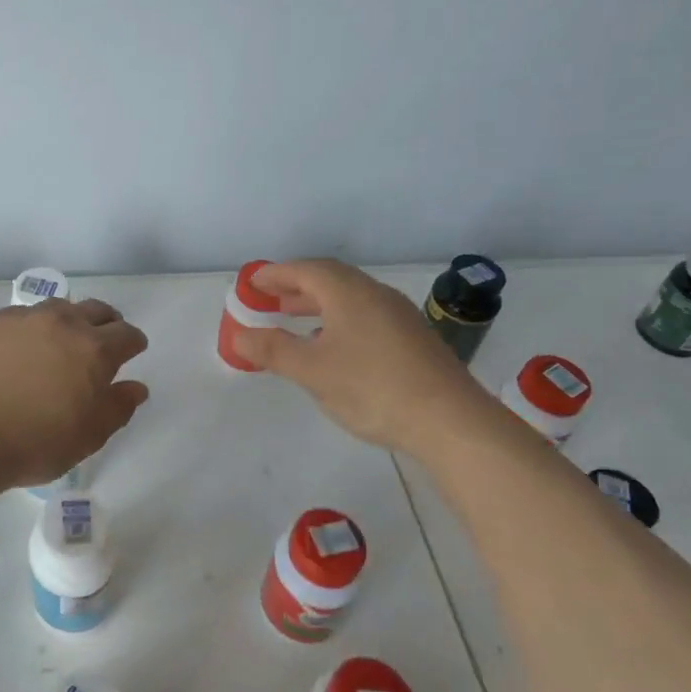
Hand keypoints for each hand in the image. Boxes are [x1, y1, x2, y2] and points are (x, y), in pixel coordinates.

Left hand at [0, 298, 150, 489]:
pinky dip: (33, 326)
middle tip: (103, 341)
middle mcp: (62, 323)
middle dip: (107, 323)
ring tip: (62, 341)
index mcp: (94, 349)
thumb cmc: (33, 443)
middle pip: (96, 310)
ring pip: (58, 307)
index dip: (133, 343)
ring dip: (69, 320)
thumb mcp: (87, 437)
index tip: (132, 351)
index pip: (126, 335)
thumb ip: (117, 407)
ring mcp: (24, 318)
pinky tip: (22, 347)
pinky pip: (22, 315)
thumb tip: (136, 387)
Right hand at [229, 259, 507, 459]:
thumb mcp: (312, 371)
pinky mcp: (413, 339)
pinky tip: (333, 348)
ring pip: (350, 299)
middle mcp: (375, 294)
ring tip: (294, 321)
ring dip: (318, 305)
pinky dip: (339, 321)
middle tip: (270, 299)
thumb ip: (273, 350)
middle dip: (296, 288)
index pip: (305, 270)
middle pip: (329, 280)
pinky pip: (365, 316)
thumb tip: (240, 335)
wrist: (450, 421)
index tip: (253, 282)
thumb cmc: (372, 388)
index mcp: (348, 292)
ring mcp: (398, 316)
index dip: (275, 274)